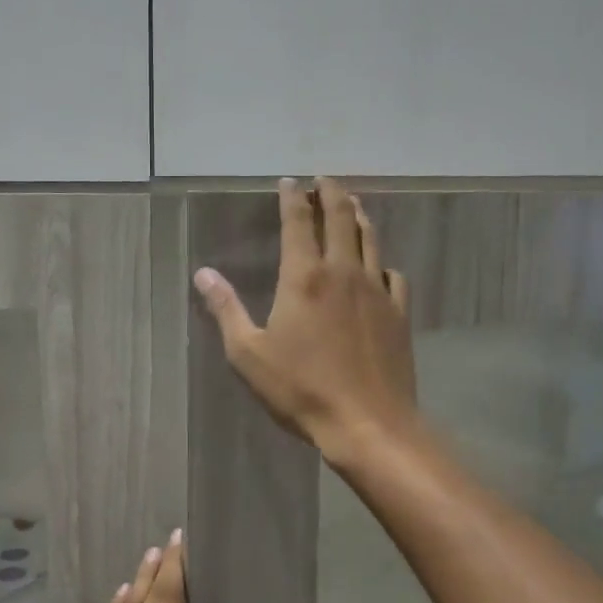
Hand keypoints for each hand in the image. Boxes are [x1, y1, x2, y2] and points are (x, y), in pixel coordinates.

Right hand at [194, 177, 417, 458]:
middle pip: (341, 218)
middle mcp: (343, 272)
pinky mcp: (398, 313)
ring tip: (352, 204)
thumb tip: (203, 273)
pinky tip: (378, 266)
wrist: (367, 422)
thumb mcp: (248, 354)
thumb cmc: (300, 389)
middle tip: (324, 180)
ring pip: (369, 240)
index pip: (298, 222)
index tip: (289, 181)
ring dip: (358, 216)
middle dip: (331, 193)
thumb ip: (226, 309)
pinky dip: (381, 261)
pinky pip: (392, 274)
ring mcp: (376, 291)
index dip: (292, 197)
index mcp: (304, 277)